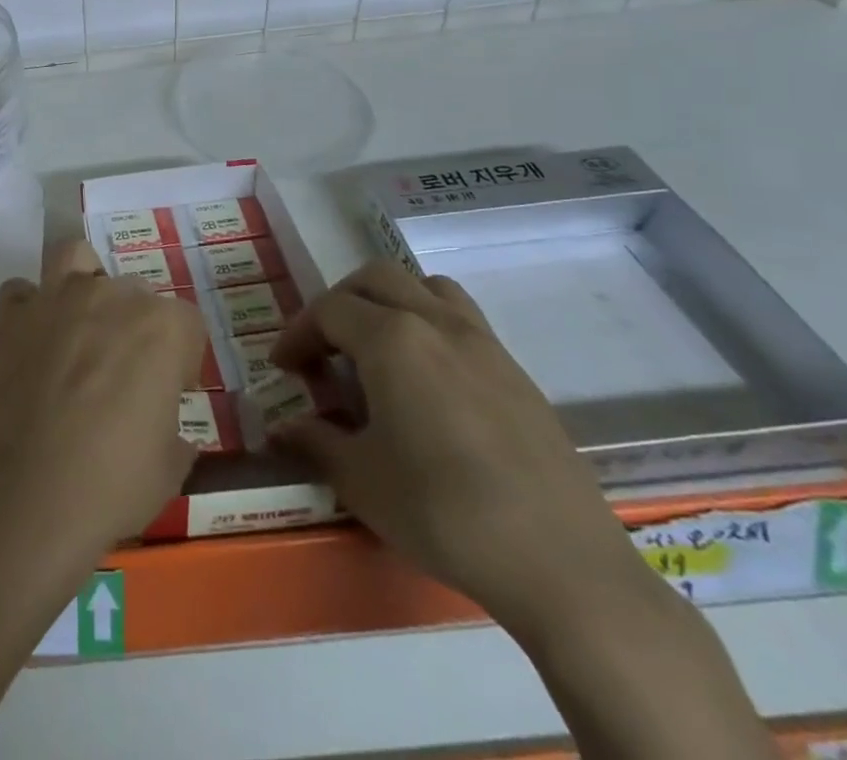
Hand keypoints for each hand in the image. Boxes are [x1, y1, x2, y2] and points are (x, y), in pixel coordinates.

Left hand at [0, 240, 208, 567]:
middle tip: (122, 371)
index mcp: (161, 327)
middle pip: (132, 291)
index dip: (182, 358)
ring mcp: (55, 298)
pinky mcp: (11, 315)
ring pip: (74, 257)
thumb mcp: (170, 466)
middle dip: (133, 324)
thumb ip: (174, 431)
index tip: (172, 391)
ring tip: (78, 322)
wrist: (30, 494)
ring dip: (81, 280)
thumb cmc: (114, 484)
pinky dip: (28, 308)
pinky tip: (31, 339)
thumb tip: (167, 432)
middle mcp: (110, 296)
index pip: (186, 323)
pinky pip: (21, 292)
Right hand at [270, 260, 648, 636]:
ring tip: (377, 347)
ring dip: (391, 302)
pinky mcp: (518, 373)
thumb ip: (314, 441)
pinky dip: (431, 326)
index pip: (328, 310)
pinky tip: (428, 382)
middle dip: (339, 303)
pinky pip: (463, 320)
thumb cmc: (444, 513)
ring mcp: (484, 343)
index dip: (297, 333)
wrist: (564, 567)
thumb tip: (282, 428)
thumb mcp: (360, 480)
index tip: (284, 368)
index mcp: (391, 338)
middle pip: (376, 279)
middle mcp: (436, 322)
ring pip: (426, 287)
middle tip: (325, 347)